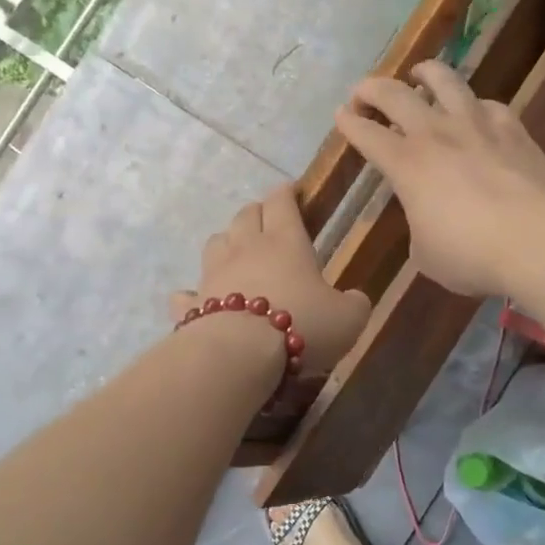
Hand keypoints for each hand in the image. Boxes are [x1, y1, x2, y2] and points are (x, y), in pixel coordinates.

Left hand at [171, 185, 372, 371]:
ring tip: (237, 253)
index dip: (286, 193)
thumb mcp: (348, 318)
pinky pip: (188, 292)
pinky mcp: (194, 304)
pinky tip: (197, 299)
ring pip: (215, 242)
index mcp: (285, 241)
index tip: (291, 190)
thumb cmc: (302, 325)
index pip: (281, 202)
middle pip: (245, 215)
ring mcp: (215, 273)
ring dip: (227, 242)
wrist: (241, 353)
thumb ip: (355, 304)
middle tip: (269, 221)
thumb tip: (355, 299)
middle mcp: (246, 248)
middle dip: (257, 213)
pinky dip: (193, 293)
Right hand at [334, 60, 544, 296]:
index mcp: (406, 165)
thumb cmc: (470, 254)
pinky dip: (475, 106)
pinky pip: (488, 105)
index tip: (341, 115)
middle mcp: (435, 134)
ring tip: (420, 74)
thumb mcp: (426, 254)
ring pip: (445, 81)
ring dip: (426, 74)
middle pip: (395, 95)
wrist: (535, 239)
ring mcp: (476, 125)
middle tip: (363, 92)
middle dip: (372, 89)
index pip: (366, 134)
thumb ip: (418, 227)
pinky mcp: (512, 128)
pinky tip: (477, 113)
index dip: (349, 123)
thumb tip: (427, 220)